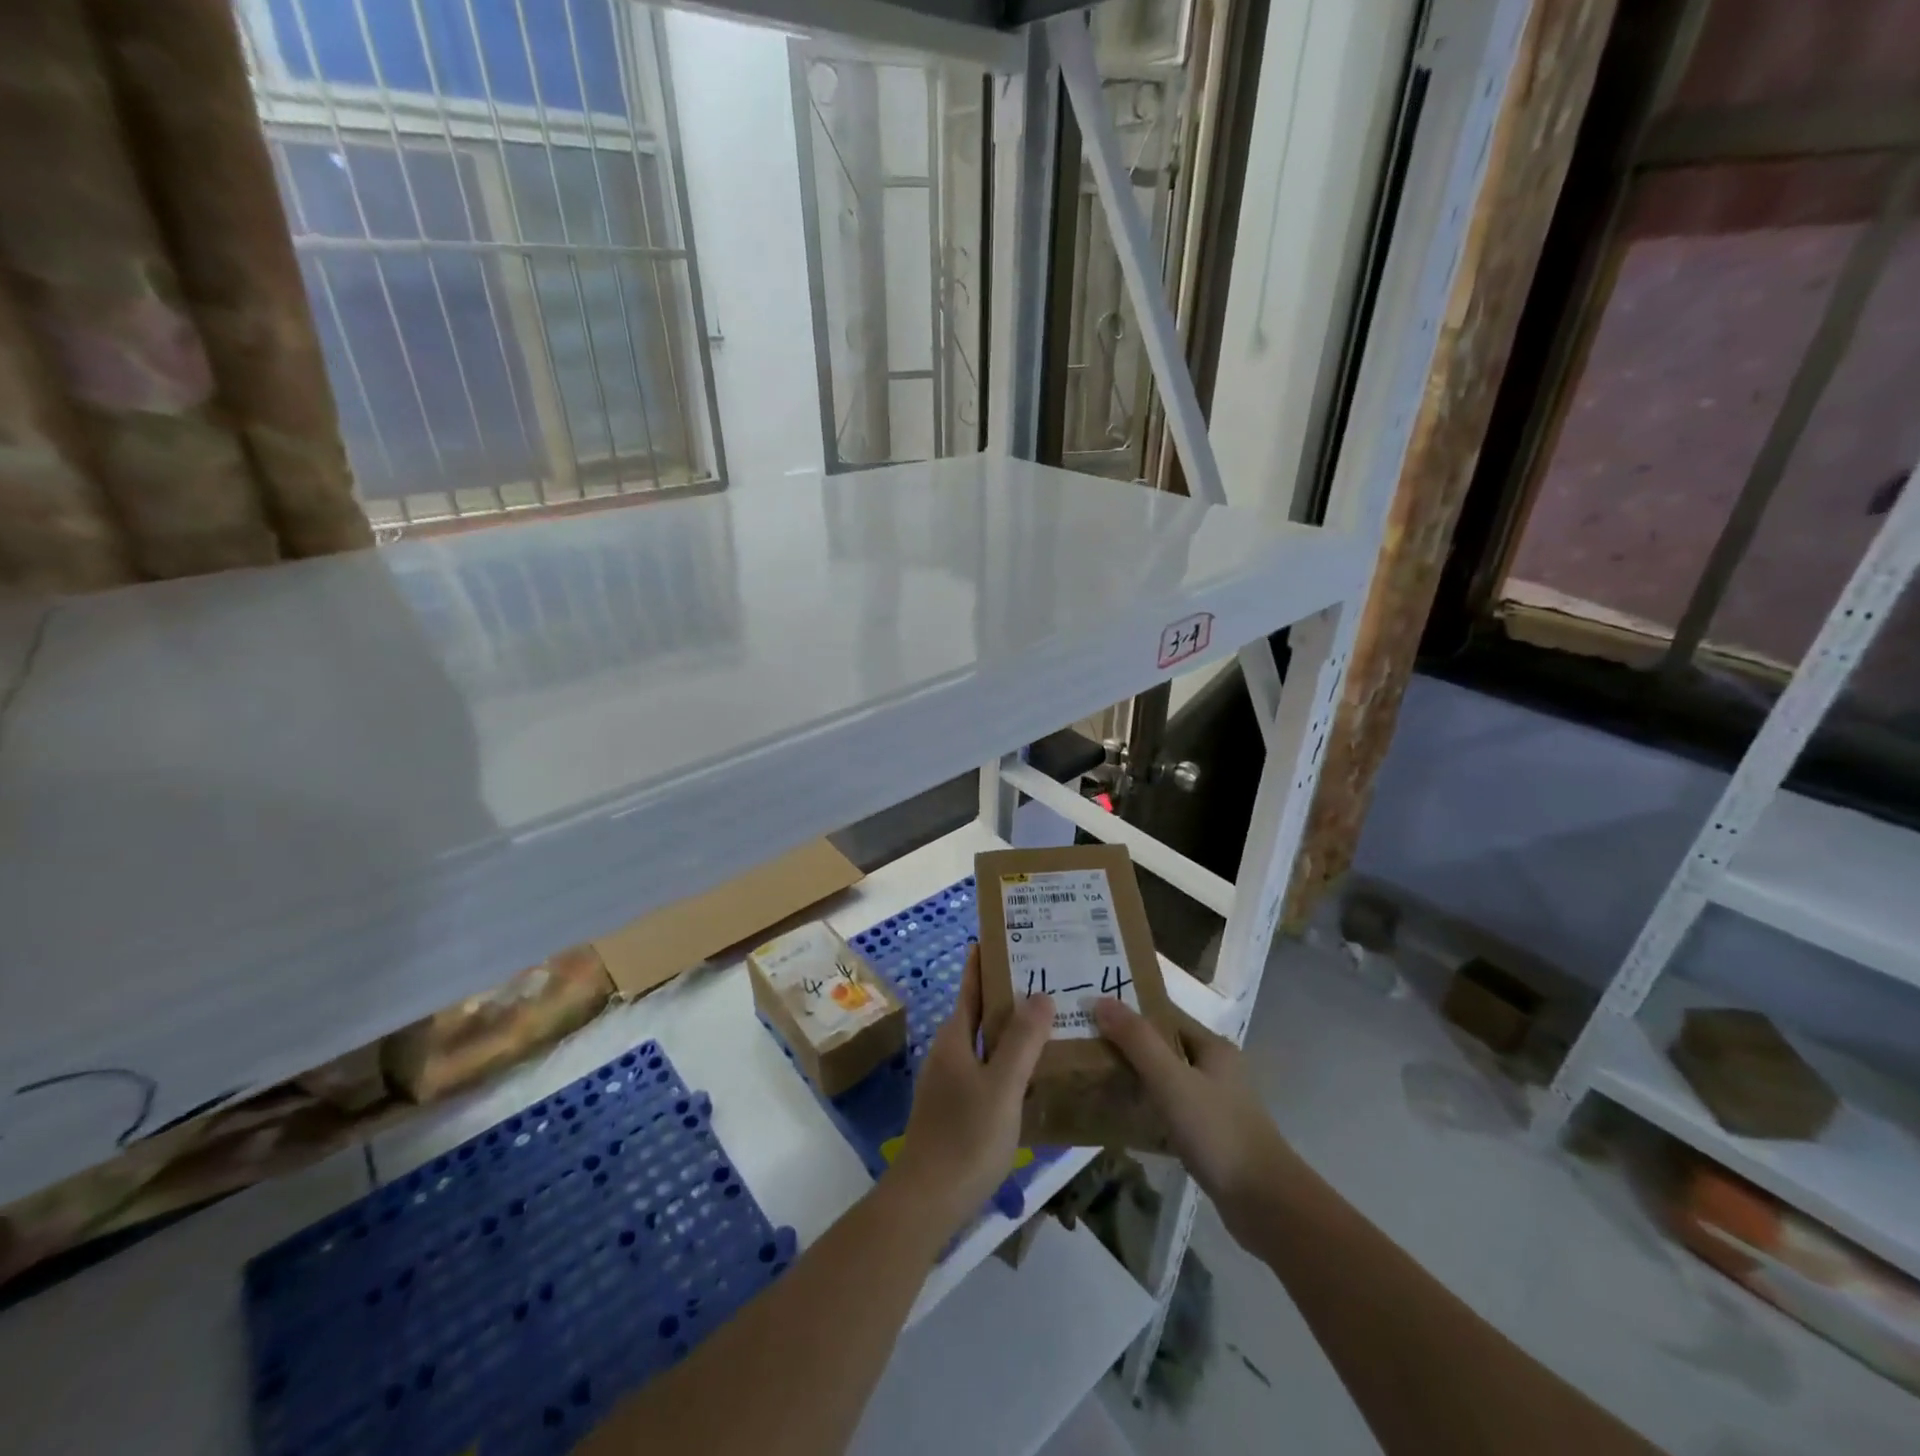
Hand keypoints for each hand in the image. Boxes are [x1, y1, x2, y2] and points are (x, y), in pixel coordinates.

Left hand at [886, 945, 1052, 1236]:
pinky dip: (1011, 1059)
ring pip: (986, 1041)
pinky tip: (1038, 1070)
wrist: (927, 1200)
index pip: (971, 985)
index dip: (986, 960)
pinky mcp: (958, 1107)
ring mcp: (952, 1080)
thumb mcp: (1002, 1086)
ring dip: (1014, 1027)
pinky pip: (989, 1068)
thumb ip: (1022, 1041)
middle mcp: (950, 1051)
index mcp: (955, 1037)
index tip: (1010, 935)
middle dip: (1010, 992)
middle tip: (1050, 975)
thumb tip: (1041, 995)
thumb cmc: (966, 1137)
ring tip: (1053, 1018)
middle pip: (980, 1010)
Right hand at [1090, 998, 1293, 1229]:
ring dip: (1139, 1080)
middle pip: (1166, 1048)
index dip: (1131, 1014)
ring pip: (1169, 1082)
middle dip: (1130, 1048)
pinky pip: (1173, 1112)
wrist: (1265, 1204)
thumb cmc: (1217, 1131)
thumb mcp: (1171, 1081)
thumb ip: (1137, 1041)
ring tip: (1099, 1081)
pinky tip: (1125, 1121)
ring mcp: (1217, 1105)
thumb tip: (1100, 1000)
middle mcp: (1218, 1070)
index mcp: (1214, 1048)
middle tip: (1089, 1049)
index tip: (1094, 1016)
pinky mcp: (1213, 1137)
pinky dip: (1151, 1112)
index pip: (1166, 1017)